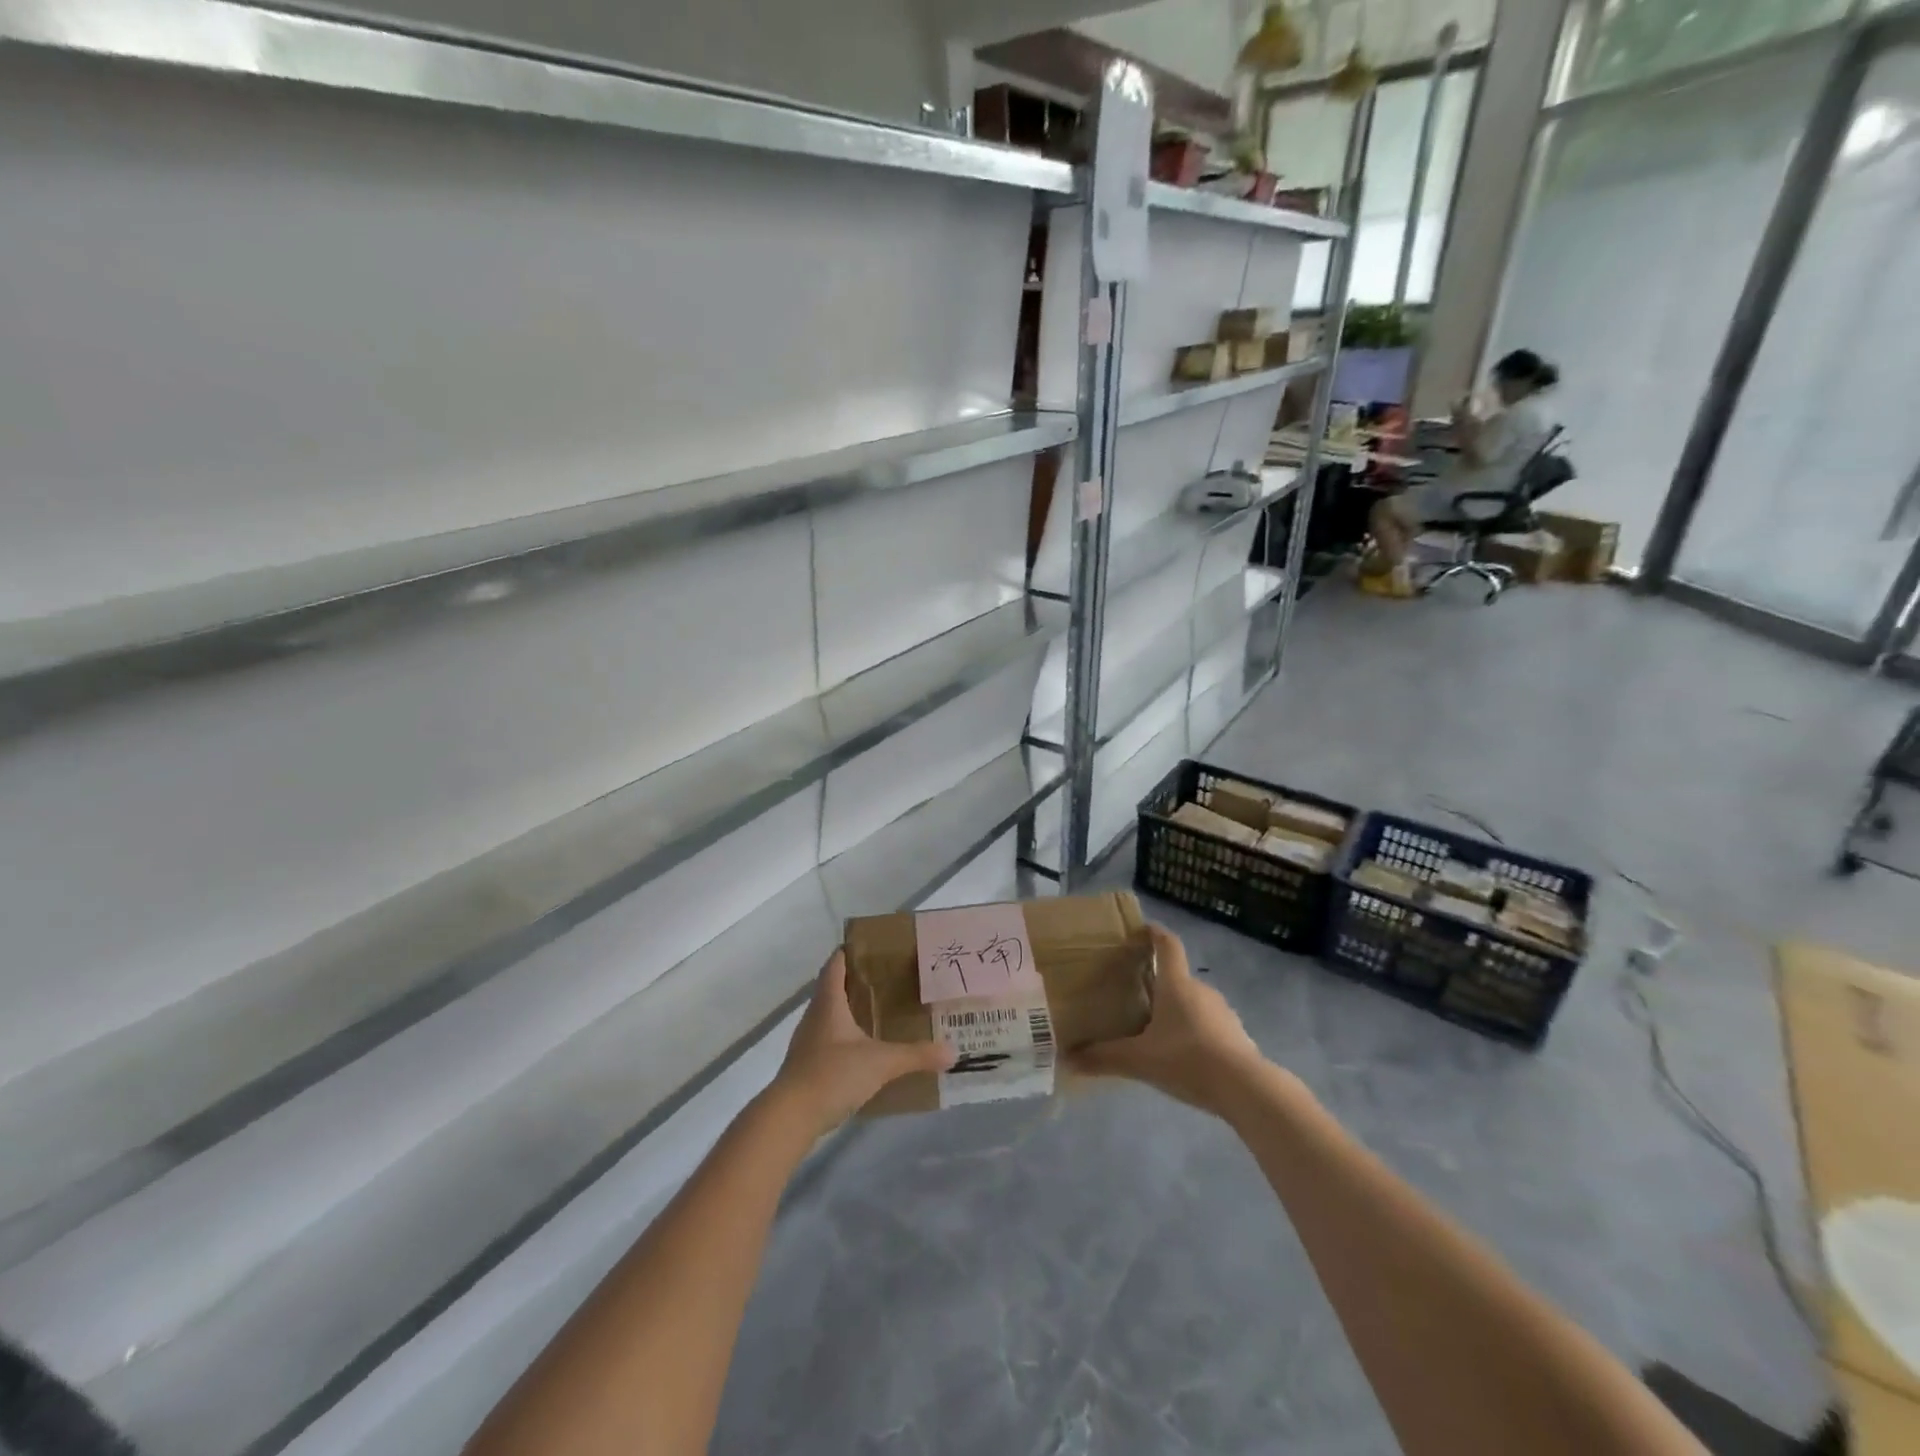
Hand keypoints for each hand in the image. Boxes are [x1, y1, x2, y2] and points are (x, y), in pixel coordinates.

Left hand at [767, 949, 953, 1137]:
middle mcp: (814, 1017)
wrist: (791, 1116)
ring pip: (828, 1016)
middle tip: (886, 980)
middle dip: (855, 982)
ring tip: (878, 1013)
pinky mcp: (806, 1066)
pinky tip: (863, 1051)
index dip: (848, 953)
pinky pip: (827, 1042)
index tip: (869, 946)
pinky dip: (844, 1038)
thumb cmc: (833, 1074)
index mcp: (828, 1003)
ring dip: (849, 1011)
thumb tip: (952, 1051)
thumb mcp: (881, 1063)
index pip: (834, 966)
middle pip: (831, 989)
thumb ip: (916, 1055)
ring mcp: (807, 1043)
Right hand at [1069, 924, 1265, 1116]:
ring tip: (1155, 1028)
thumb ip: (1104, 1058)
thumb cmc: (1187, 1059)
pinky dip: (1193, 1031)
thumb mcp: (1139, 1061)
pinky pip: (1208, 1024)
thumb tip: (1067, 1059)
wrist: (1246, 1089)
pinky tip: (1182, 1054)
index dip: (1154, 933)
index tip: (1142, 929)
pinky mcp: (1236, 1035)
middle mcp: (1201, 990)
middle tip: (1135, 994)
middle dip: (1158, 981)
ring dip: (1176, 1009)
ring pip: (1193, 1002)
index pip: (1167, 945)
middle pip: (1177, 976)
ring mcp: (1222, 1012)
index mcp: (1176, 984)